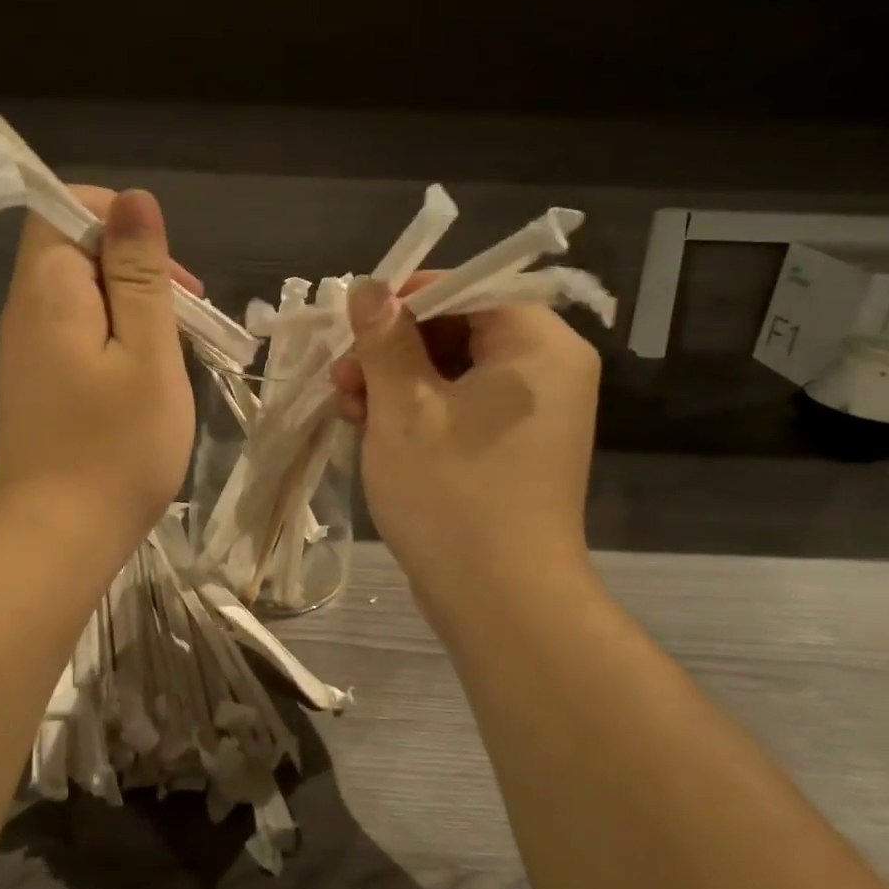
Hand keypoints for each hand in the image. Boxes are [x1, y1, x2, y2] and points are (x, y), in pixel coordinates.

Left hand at [0, 186, 196, 556]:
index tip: (162, 268)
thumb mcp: (147, 352)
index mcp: (48, 289)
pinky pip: (78, 332)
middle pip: (76, 249)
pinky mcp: (38, 382)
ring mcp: (28, 350)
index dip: (116, 218)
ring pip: (83, 294)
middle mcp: (26, 310)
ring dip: (132, 306)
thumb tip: (134, 200)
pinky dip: (116, 338)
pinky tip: (145, 378)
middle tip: (185, 316)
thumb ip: (140, 273)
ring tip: (173, 351)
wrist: (58, 538)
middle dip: (136, 266)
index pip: (60, 206)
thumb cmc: (116, 447)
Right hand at [330, 276, 601, 611]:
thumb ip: (385, 338)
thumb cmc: (452, 492)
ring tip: (347, 407)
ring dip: (395, 380)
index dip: (404, 298)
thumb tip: (368, 287)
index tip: (354, 323)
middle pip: (458, 328)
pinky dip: (416, 410)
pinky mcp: (513, 446)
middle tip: (342, 374)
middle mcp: (547, 369)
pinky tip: (370, 428)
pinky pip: (461, 405)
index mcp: (537, 345)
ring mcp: (532, 412)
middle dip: (392, 347)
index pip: (468, 287)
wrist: (500, 600)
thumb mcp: (404, 406)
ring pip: (452, 369)